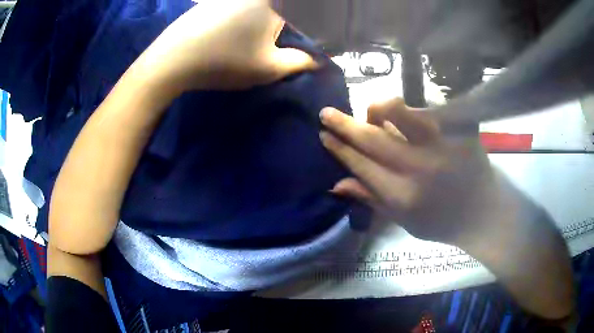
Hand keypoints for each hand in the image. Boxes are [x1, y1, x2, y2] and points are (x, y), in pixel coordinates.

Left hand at [134, 0, 317, 91]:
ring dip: (260, 25)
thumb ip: (299, 62)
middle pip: (279, 12)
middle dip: (282, 28)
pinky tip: (229, 35)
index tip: (294, 48)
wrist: (172, 60)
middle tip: (272, 47)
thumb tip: (317, 60)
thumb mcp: (268, 68)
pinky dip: (241, 20)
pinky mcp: (212, 2)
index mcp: (271, 3)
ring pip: (258, 10)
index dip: (303, 31)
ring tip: (249, 42)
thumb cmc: (224, 62)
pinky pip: (238, 9)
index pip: (301, 14)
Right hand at [320, 98, 574, 319]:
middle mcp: (421, 167)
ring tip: (376, 115)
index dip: (339, 148)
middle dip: (344, 123)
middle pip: (373, 137)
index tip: (323, 134)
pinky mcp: (462, 127)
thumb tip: (335, 183)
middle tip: (326, 113)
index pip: (361, 165)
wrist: (484, 212)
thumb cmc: (442, 221)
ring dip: (380, 109)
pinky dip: (414, 109)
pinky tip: (409, 117)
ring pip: (400, 110)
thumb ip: (371, 199)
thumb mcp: (404, 220)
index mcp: (404, 196)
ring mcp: (444, 143)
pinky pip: (430, 106)